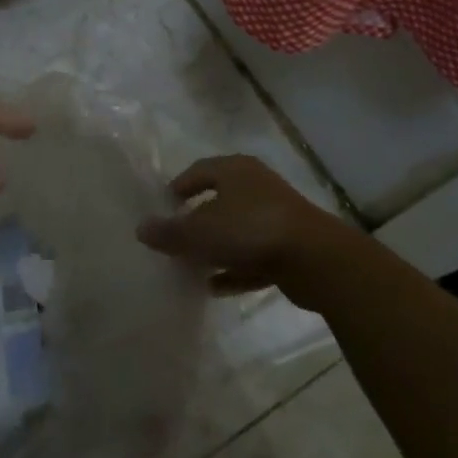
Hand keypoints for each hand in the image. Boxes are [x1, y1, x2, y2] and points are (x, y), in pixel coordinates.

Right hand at [136, 155, 347, 304]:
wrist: (317, 259)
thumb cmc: (250, 230)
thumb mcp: (200, 232)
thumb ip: (169, 232)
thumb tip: (141, 228)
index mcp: (235, 170)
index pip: (199, 171)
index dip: (179, 187)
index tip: (163, 206)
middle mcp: (256, 186)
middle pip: (218, 201)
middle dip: (195, 221)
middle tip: (174, 239)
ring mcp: (276, 217)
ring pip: (236, 230)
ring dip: (214, 248)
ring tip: (189, 267)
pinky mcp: (290, 247)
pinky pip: (253, 256)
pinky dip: (234, 269)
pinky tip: (214, 287)